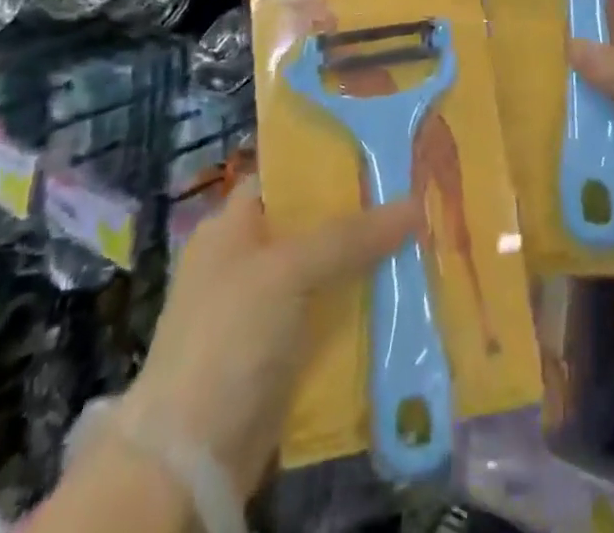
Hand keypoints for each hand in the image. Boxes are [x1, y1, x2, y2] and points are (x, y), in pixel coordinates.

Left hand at [120, 180, 419, 495]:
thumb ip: (352, 235)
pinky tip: (403, 294)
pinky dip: (360, 307)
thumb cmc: (229, 336)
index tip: (383, 154)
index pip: (286, 176)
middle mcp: (247, 259)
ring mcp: (264, 308)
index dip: (330, 163)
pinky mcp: (282, 351)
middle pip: (314, 224)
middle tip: (417, 197)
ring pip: (327, 271)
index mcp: (232, 225)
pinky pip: (330, 314)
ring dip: (367, 263)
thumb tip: (416, 203)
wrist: (190, 458)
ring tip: (423, 240)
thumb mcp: (290, 270)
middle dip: (362, 215)